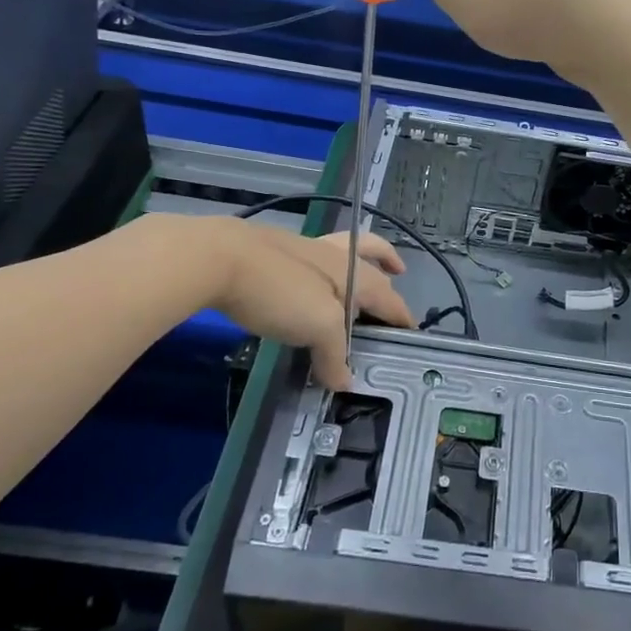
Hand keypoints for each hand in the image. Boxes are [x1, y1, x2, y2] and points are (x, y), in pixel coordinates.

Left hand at [204, 219, 414, 388]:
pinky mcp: (277, 253)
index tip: (411, 332)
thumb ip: (334, 354)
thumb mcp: (316, 328)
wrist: (220, 258)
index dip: (402, 315)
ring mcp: (305, 251)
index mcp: (354, 273)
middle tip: (395, 280)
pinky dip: (321, 273)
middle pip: (371, 260)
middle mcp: (335, 257)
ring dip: (356, 264)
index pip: (389, 297)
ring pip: (342, 253)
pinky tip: (307, 286)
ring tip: (355, 279)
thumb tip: (344, 380)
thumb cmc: (279, 291)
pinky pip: (312, 262)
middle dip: (387, 270)